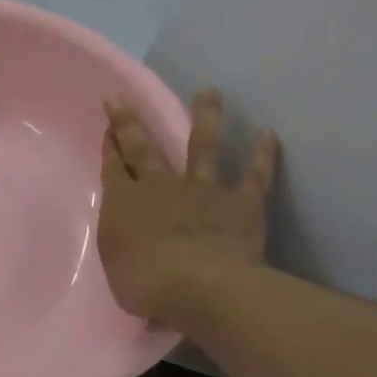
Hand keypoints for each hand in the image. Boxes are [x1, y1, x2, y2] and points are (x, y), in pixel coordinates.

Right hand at [98, 88, 278, 326]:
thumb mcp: (117, 265)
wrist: (200, 285)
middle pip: (143, 148)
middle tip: (123, 100)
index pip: (113, 167)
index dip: (110, 145)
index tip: (107, 124)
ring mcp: (203, 190)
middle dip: (131, 123)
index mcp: (124, 203)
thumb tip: (130, 237)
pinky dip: (262, 154)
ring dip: (206, 117)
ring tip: (209, 91)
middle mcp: (159, 186)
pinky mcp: (242, 202)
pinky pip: (254, 175)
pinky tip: (268, 134)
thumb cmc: (144, 283)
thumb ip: (123, 245)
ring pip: (203, 146)